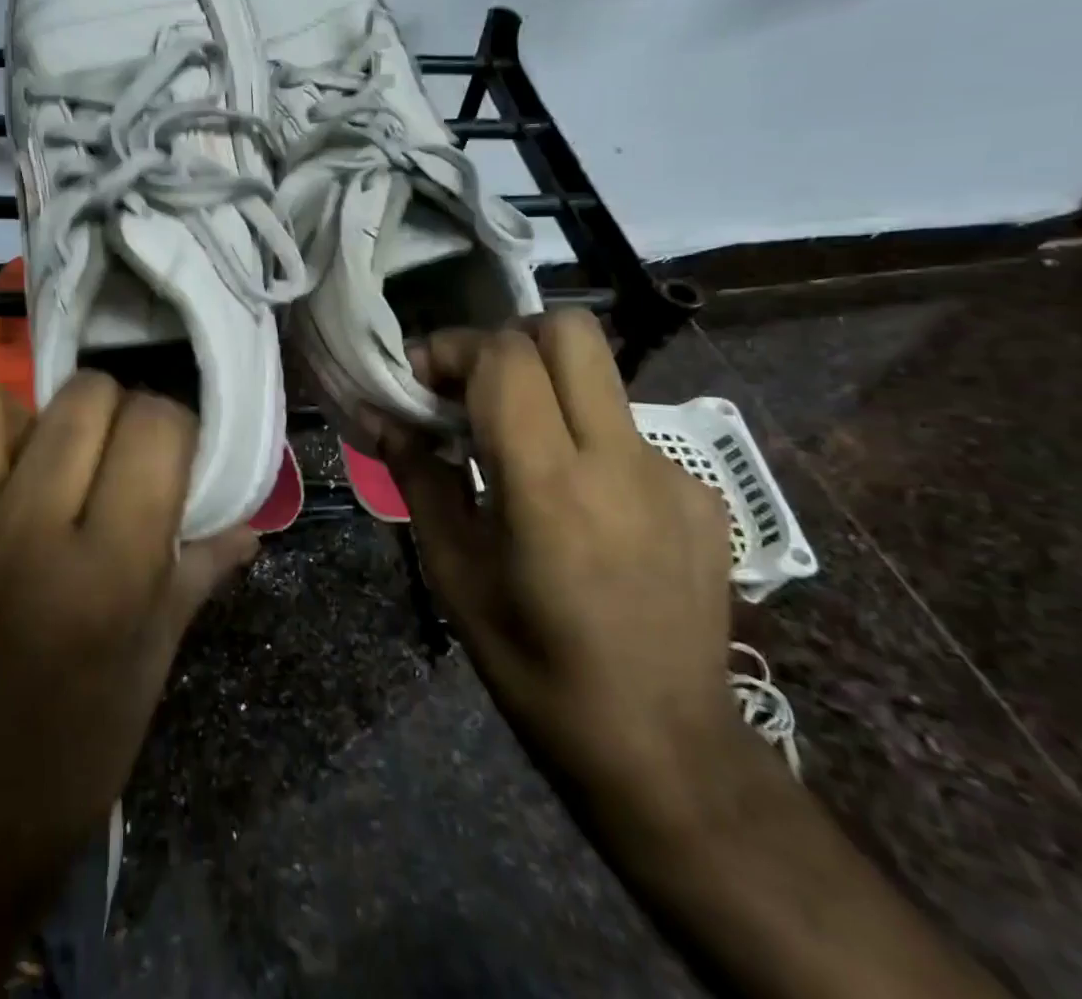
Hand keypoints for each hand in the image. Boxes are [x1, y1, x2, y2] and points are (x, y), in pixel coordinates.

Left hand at [0, 373, 256, 991]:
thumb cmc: (75, 745)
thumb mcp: (153, 657)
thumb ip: (198, 565)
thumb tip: (249, 513)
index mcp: (106, 573)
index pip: (156, 427)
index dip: (172, 428)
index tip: (166, 452)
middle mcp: (19, 537)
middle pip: (83, 398)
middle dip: (110, 414)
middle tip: (104, 455)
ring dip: (16, 419)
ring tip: (24, 462)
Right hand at [377, 312, 752, 835]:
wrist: (665, 749)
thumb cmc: (533, 664)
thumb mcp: (453, 571)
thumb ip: (419, 477)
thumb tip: (379, 417)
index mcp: (550, 484)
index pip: (505, 358)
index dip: (452, 348)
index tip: (419, 377)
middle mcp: (621, 460)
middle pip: (570, 332)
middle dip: (508, 339)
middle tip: (472, 386)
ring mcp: (672, 474)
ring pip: (599, 378)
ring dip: (545, 386)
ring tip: (514, 446)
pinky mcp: (702, 496)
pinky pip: (626, 431)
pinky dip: (584, 437)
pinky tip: (573, 500)